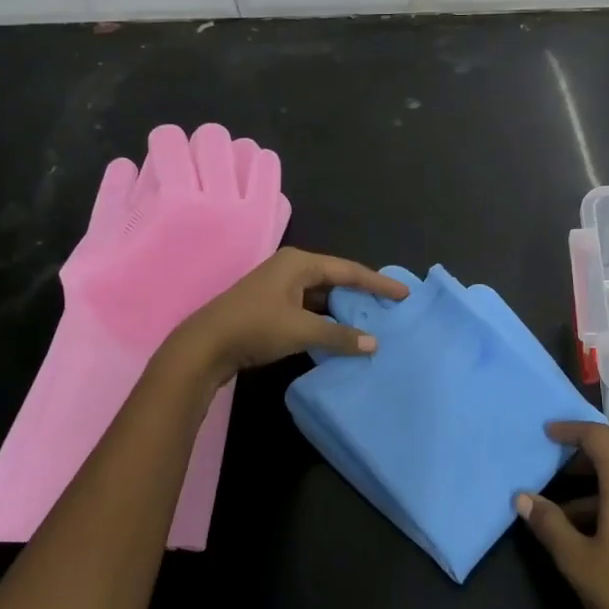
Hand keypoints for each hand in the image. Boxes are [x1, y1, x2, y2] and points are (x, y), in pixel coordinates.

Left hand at [169, 248, 409, 380]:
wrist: (204, 346)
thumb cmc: (255, 327)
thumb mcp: (301, 330)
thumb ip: (339, 335)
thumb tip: (373, 344)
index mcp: (300, 263)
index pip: (349, 270)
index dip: (378, 283)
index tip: (403, 293)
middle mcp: (291, 269)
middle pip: (336, 279)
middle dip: (361, 295)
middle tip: (389, 308)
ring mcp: (279, 288)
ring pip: (321, 296)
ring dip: (342, 310)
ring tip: (370, 323)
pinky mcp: (271, 307)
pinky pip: (309, 309)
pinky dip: (325, 320)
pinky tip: (339, 335)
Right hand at [517, 422, 608, 608]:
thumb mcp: (577, 559)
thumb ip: (549, 523)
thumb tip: (523, 497)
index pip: (597, 435)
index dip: (570, 430)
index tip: (546, 433)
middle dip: (584, 453)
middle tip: (552, 464)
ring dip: (597, 481)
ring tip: (563, 508)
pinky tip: (592, 529)